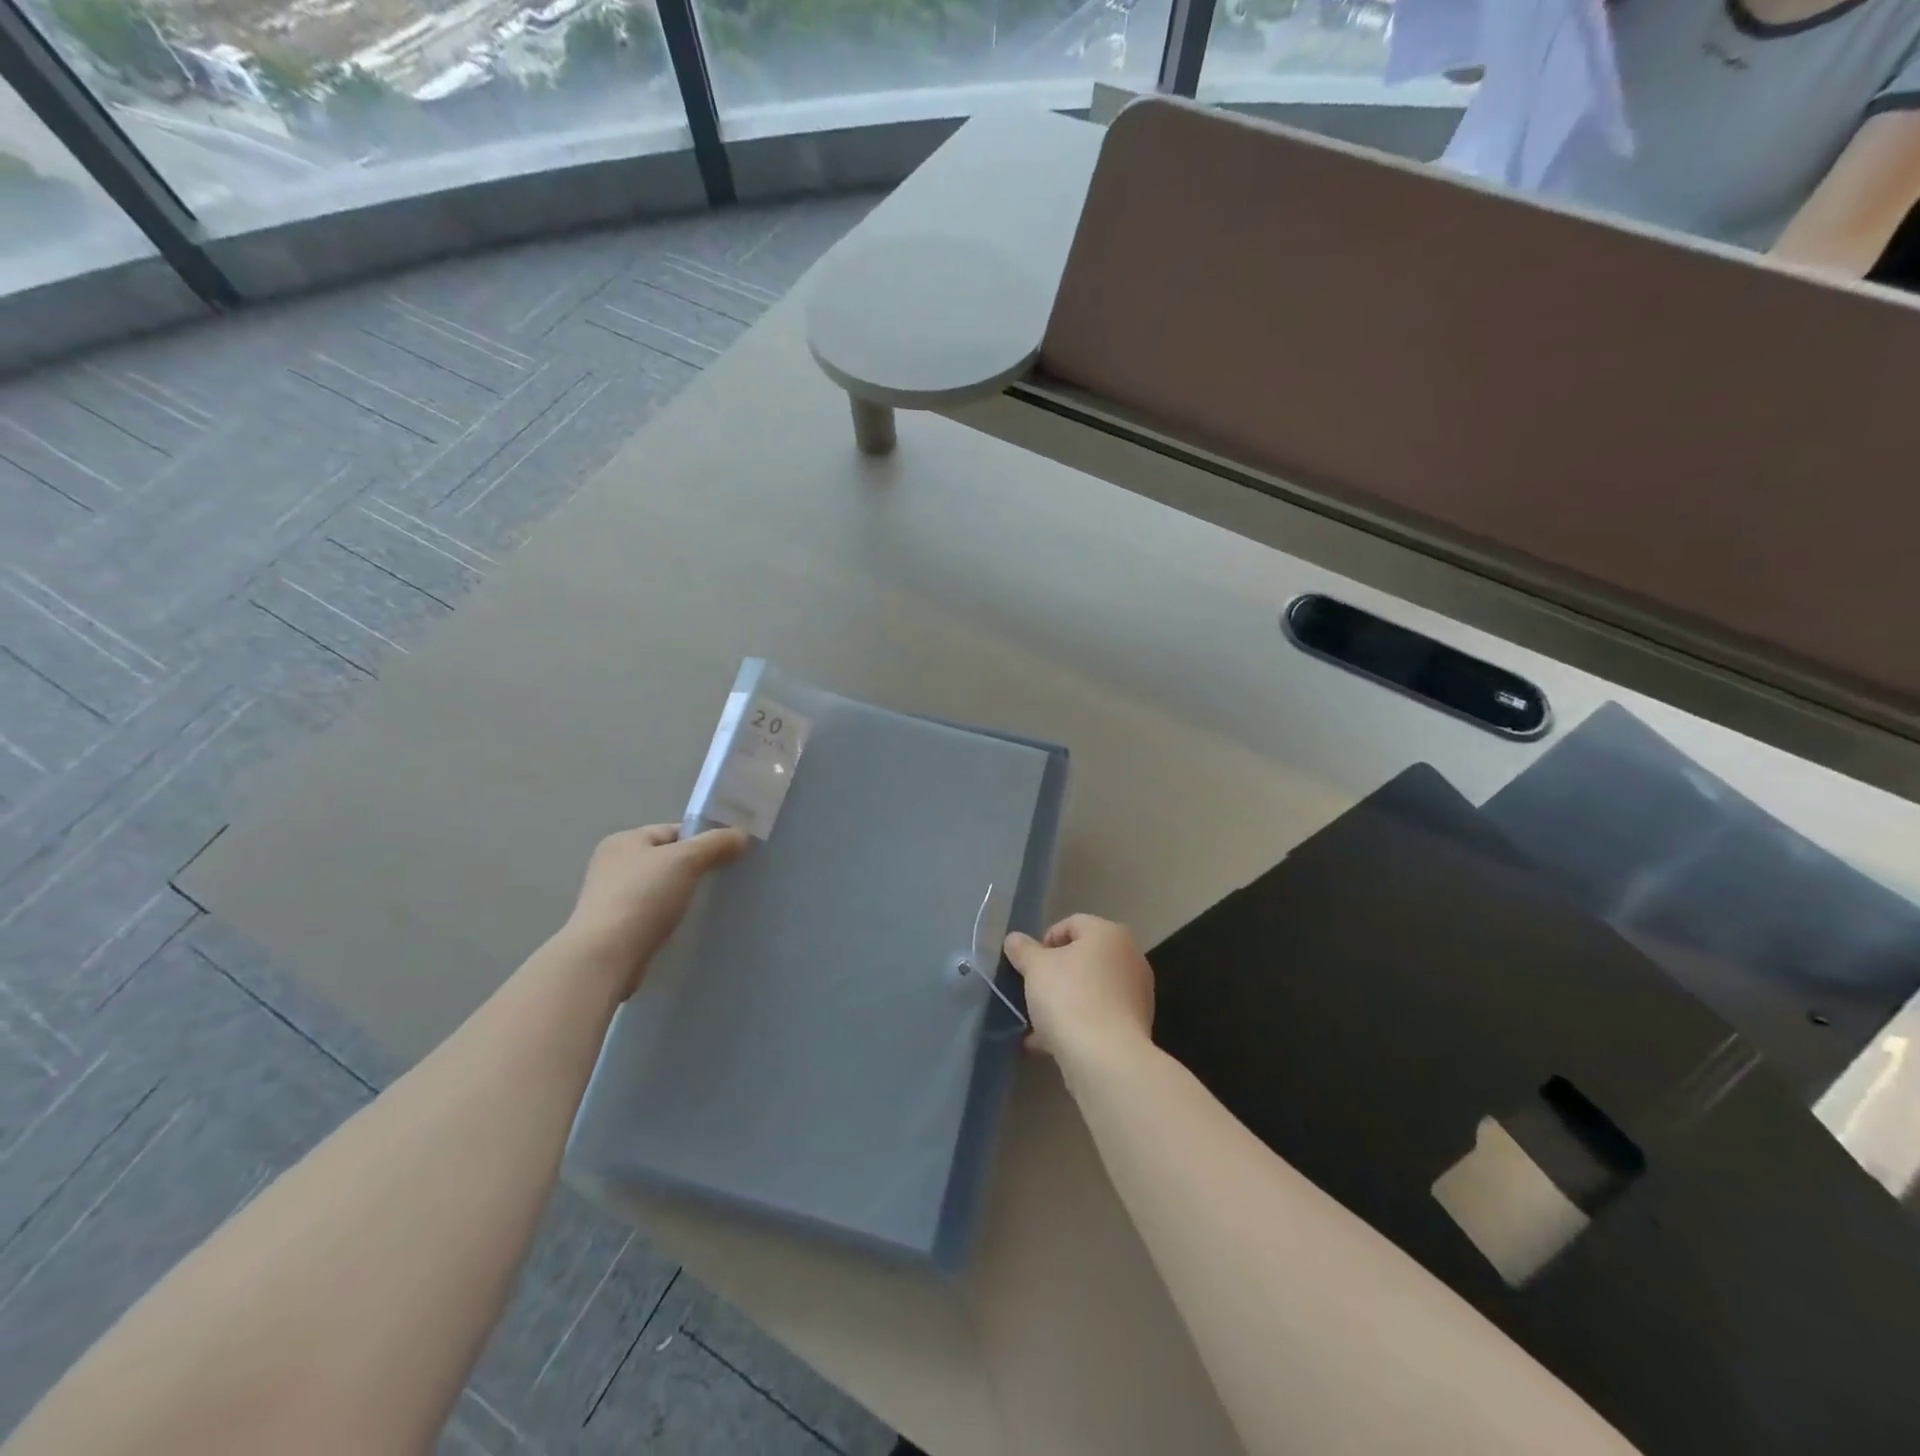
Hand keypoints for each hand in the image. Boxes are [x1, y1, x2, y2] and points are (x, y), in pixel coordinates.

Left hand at [562, 823, 750, 996]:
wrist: (605, 958)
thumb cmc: (643, 898)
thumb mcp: (686, 860)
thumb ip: (716, 844)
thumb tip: (743, 836)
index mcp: (624, 841)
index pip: (673, 831)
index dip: (703, 839)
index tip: (729, 855)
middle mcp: (613, 865)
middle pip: (668, 859)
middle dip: (696, 868)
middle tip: (723, 880)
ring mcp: (611, 898)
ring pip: (662, 888)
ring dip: (683, 895)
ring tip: (708, 905)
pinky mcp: (616, 929)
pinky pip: (653, 914)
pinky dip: (670, 918)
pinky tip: (687, 927)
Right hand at [1003, 915, 1154, 1063]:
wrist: (1106, 1059)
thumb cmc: (1069, 998)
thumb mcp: (1035, 968)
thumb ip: (1023, 950)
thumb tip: (1013, 939)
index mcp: (1109, 934)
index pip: (1072, 923)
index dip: (1045, 940)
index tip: (1029, 964)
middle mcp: (1129, 958)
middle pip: (1083, 958)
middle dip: (1054, 974)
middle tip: (1033, 991)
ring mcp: (1136, 994)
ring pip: (1090, 990)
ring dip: (1063, 1002)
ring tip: (1036, 1024)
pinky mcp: (1135, 1026)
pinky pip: (1098, 1016)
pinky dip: (1077, 1023)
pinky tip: (1050, 1044)